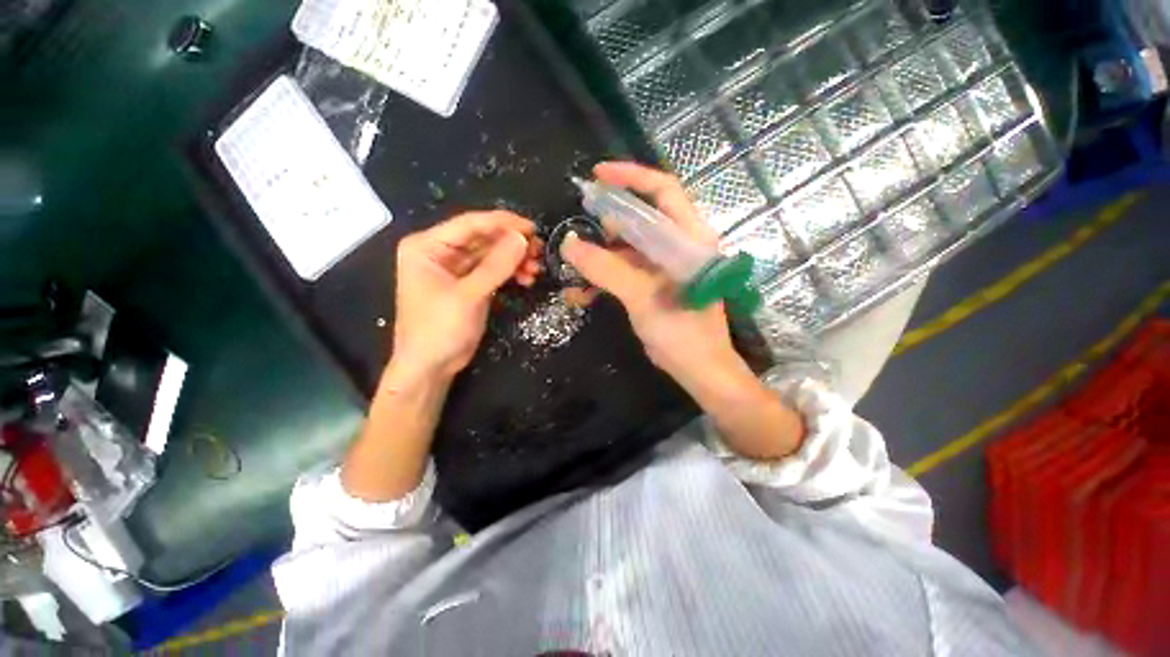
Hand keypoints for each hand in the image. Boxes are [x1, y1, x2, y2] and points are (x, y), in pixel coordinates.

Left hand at [393, 211, 540, 379]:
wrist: (430, 367)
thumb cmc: (439, 329)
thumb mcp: (468, 296)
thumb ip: (496, 266)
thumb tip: (523, 238)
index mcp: (427, 246)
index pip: (470, 224)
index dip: (503, 223)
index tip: (532, 228)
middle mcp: (441, 251)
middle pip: (483, 238)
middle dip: (512, 244)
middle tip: (540, 250)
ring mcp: (456, 268)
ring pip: (492, 254)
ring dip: (515, 259)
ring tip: (537, 268)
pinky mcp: (470, 284)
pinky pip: (494, 270)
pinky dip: (511, 272)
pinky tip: (527, 278)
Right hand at [564, 162, 805, 459]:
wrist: (698, 370)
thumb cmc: (681, 332)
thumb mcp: (642, 296)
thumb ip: (606, 268)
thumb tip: (569, 244)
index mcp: (688, 238)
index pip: (663, 191)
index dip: (631, 177)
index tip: (598, 175)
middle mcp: (678, 246)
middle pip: (640, 219)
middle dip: (606, 222)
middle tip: (578, 228)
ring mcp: (664, 267)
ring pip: (626, 249)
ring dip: (599, 257)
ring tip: (572, 268)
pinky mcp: (653, 285)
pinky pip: (624, 272)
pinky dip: (603, 278)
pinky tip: (581, 294)